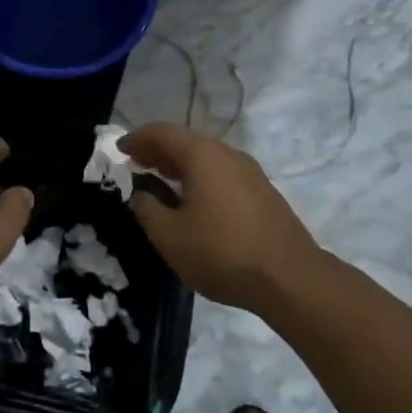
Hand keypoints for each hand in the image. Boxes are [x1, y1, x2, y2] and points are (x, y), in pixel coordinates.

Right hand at [121, 124, 323, 310]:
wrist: (292, 280)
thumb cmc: (222, 252)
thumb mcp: (169, 236)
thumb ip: (146, 209)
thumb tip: (141, 194)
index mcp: (203, 155)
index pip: (162, 132)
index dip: (137, 138)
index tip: (119, 149)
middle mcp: (228, 155)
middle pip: (186, 142)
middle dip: (157, 151)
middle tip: (134, 164)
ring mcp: (250, 173)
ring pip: (206, 159)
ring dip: (178, 166)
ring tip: (158, 181)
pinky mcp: (263, 194)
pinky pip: (221, 174)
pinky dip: (198, 178)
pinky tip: (191, 201)